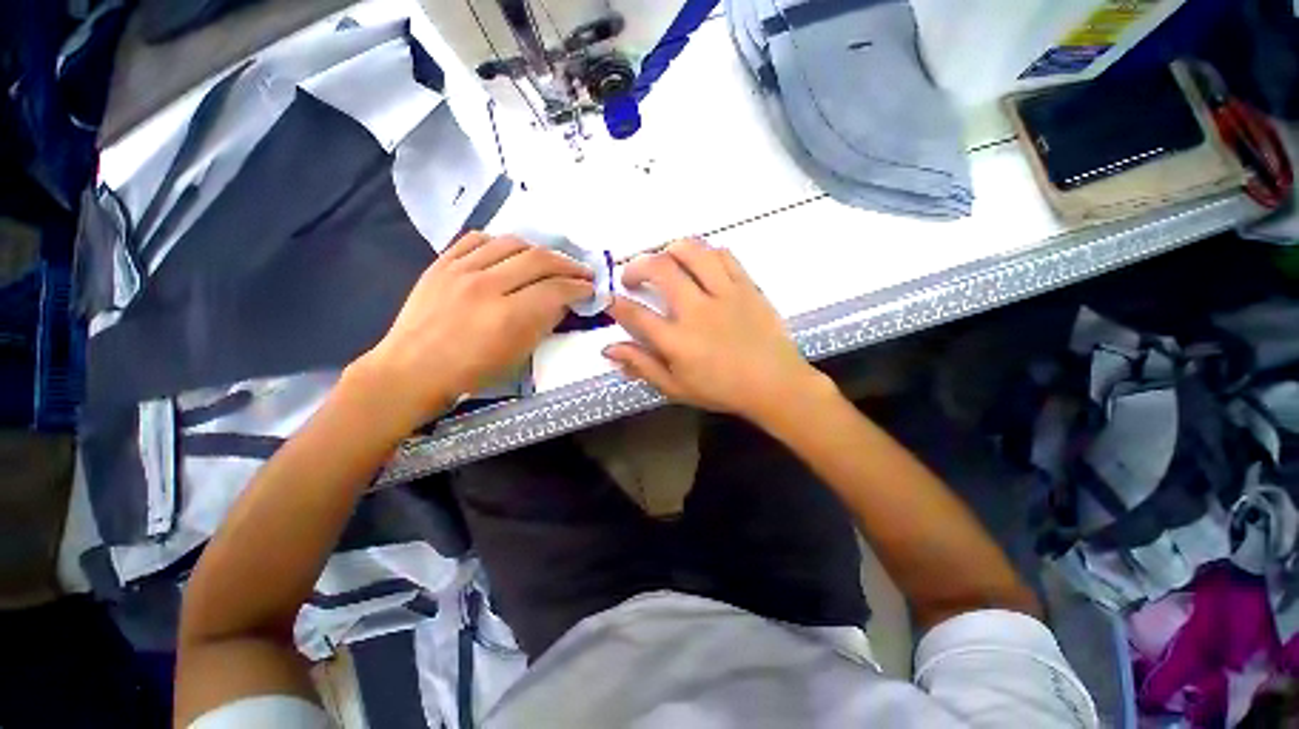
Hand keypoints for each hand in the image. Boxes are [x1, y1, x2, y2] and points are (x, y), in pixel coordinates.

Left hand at [354, 232, 592, 425]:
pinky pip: (476, 239)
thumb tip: (562, 303)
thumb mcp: (518, 355)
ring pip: (511, 243)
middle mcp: (486, 286)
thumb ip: (544, 324)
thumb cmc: (471, 373)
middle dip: (568, 264)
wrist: (412, 370)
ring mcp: (460, 270)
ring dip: (539, 250)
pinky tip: (510, 252)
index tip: (590, 289)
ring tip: (550, 261)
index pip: (555, 289)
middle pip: (538, 259)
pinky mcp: (441, 263)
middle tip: (581, 272)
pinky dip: (500, 242)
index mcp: (508, 316)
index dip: (579, 287)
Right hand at [604, 238, 828, 424]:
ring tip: (664, 260)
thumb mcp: (676, 388)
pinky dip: (705, 252)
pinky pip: (723, 255)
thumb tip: (609, 350)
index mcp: (677, 341)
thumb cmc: (722, 390)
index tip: (609, 300)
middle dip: (636, 266)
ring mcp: (725, 294)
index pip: (635, 314)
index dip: (615, 304)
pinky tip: (699, 263)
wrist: (774, 384)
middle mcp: (697, 310)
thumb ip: (642, 366)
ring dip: (669, 250)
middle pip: (660, 269)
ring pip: (692, 252)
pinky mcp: (747, 286)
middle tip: (632, 277)